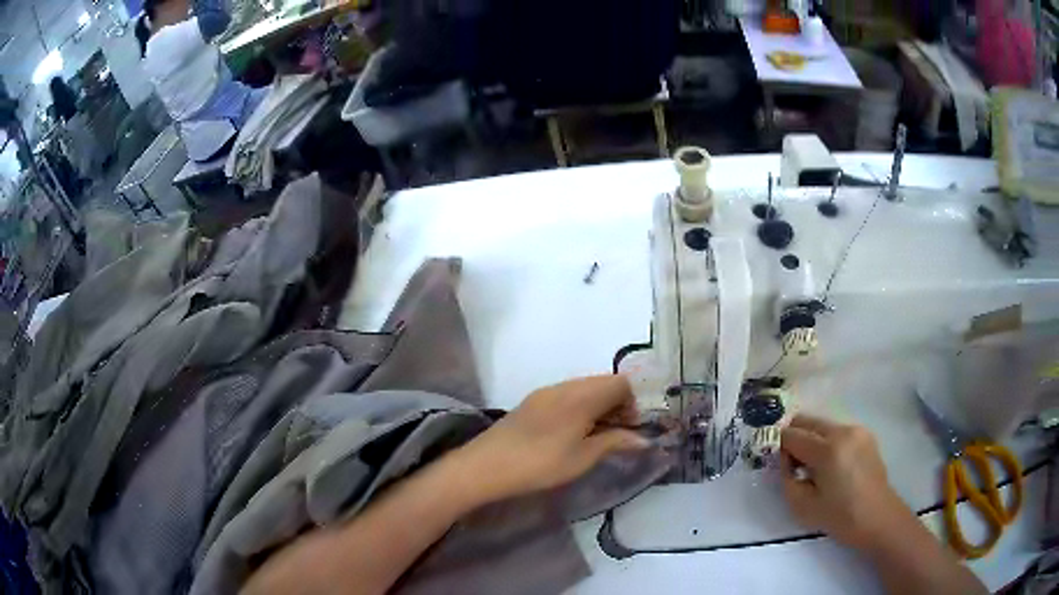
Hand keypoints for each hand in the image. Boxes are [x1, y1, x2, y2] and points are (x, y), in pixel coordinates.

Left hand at [452, 375, 650, 503]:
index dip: (632, 404)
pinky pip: (566, 395)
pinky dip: (578, 407)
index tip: (628, 430)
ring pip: (584, 388)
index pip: (621, 383)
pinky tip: (570, 433)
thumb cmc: (540, 464)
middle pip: (603, 383)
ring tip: (593, 436)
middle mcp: (565, 386)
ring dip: (597, 406)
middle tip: (614, 435)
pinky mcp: (532, 401)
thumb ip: (615, 442)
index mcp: (581, 396)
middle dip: (617, 405)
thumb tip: (644, 439)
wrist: (486, 465)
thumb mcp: (583, 458)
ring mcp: (546, 392)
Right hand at [780, 414, 915, 550]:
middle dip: (794, 437)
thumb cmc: (839, 517)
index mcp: (827, 449)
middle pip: (806, 420)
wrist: (878, 517)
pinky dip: (827, 442)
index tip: (781, 466)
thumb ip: (787, 478)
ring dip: (811, 439)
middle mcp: (842, 431)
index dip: (780, 448)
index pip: (791, 435)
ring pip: (821, 424)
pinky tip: (832, 466)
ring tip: (814, 467)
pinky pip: (837, 430)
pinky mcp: (865, 434)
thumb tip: (785, 460)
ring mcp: (857, 429)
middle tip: (793, 464)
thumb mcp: (802, 506)